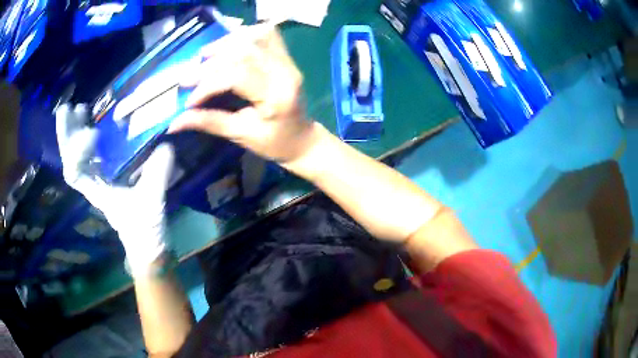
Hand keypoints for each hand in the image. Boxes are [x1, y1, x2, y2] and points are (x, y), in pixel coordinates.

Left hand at [56, 104, 174, 275]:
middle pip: (70, 160)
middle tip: (68, 109)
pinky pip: (89, 154)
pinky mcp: (105, 175)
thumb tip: (166, 147)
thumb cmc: (144, 229)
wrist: (145, 244)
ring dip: (74, 132)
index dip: (77, 152)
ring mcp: (96, 179)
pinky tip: (92, 121)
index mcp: (97, 192)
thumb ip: (156, 176)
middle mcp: (91, 183)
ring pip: (76, 155)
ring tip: (79, 108)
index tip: (93, 133)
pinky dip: (86, 136)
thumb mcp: (151, 203)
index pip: (74, 174)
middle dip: (66, 135)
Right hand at [169, 24, 317, 163]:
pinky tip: (226, 46)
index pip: (238, 76)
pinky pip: (265, 35)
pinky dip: (242, 36)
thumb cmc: (274, 143)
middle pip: (243, 54)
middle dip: (210, 64)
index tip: (189, 100)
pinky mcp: (285, 57)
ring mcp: (288, 61)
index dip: (209, 84)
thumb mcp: (241, 135)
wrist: (302, 139)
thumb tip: (173, 122)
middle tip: (188, 78)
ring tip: (203, 57)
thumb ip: (209, 122)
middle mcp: (285, 72)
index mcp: (277, 95)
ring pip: (253, 38)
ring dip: (224, 44)